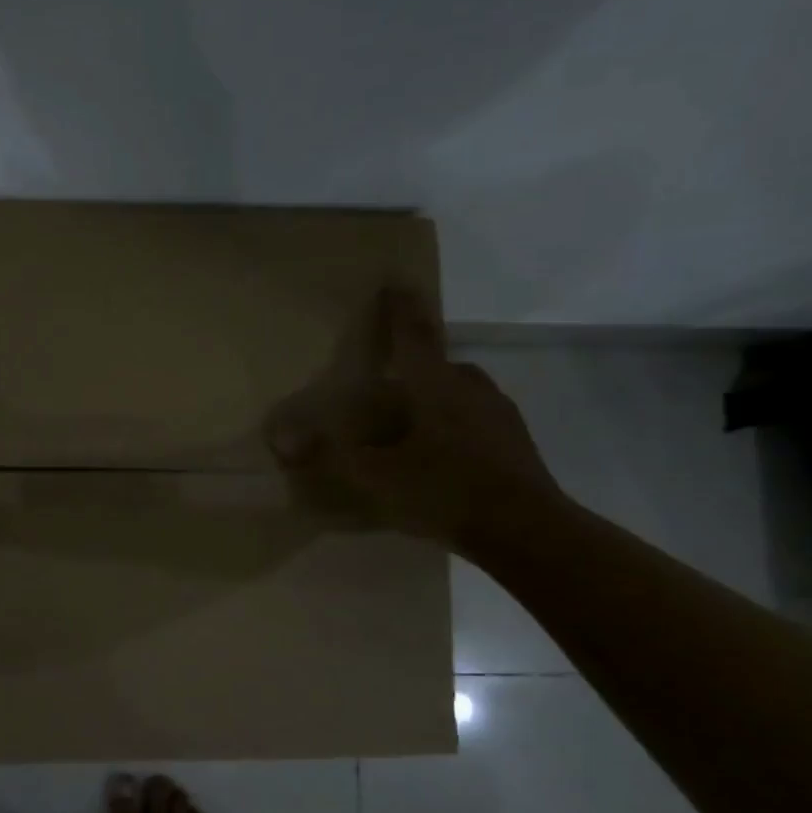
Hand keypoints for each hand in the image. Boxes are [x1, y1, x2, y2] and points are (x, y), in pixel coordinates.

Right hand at [266, 286, 558, 551]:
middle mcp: (470, 388)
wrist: (527, 531)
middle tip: (389, 378)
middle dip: (415, 363)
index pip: (412, 334)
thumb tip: (284, 440)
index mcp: (436, 385)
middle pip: (438, 364)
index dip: (400, 308)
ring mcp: (498, 414)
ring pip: (460, 392)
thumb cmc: (446, 491)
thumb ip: (329, 455)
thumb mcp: (377, 477)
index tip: (396, 281)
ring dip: (435, 396)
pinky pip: (475, 419)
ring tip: (410, 423)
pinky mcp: (514, 442)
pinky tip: (440, 456)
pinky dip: (453, 424)